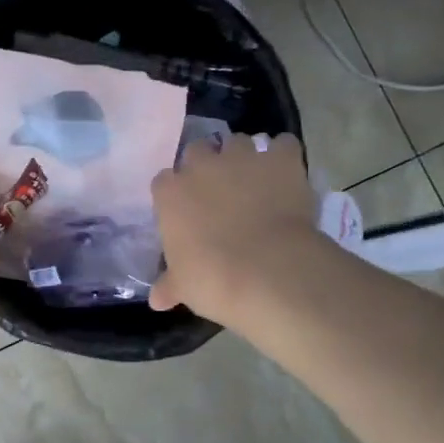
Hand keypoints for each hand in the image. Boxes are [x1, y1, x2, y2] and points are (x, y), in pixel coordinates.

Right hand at [150, 134, 319, 321]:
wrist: (268, 271)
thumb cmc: (212, 280)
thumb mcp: (183, 286)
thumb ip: (169, 285)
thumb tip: (157, 300)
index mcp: (171, 193)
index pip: (164, 181)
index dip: (176, 193)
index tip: (186, 209)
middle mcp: (202, 165)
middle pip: (198, 150)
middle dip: (207, 165)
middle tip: (220, 191)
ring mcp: (243, 158)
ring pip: (239, 142)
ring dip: (244, 157)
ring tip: (255, 180)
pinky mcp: (281, 159)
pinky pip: (283, 145)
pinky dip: (284, 156)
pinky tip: (287, 173)